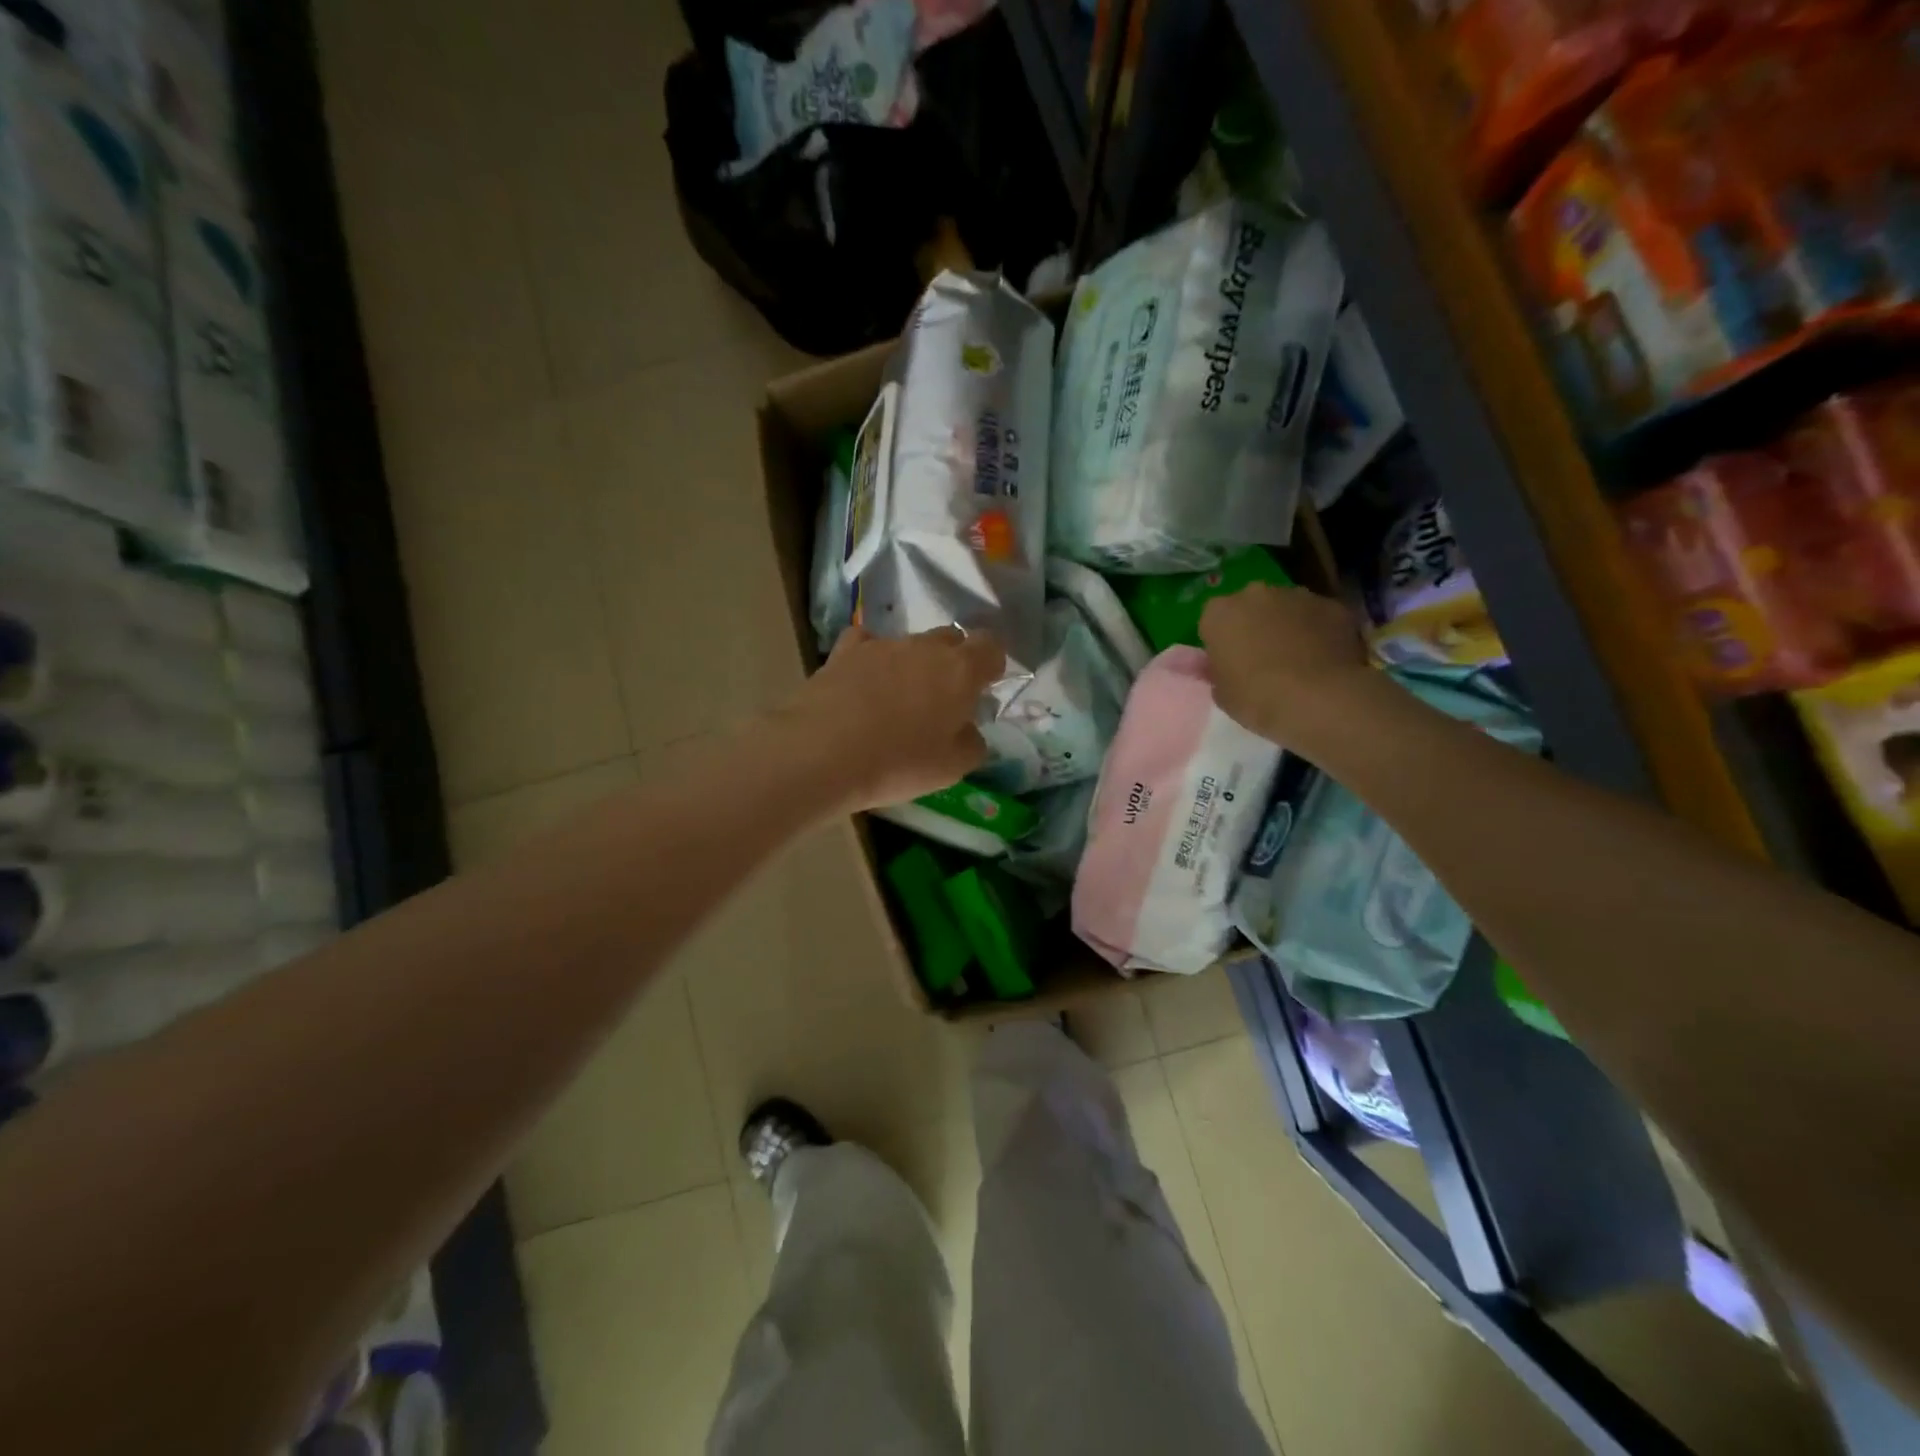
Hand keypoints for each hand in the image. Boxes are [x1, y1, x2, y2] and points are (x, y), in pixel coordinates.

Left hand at [781, 624, 1006, 810]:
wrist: (822, 753)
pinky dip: (872, 657)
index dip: (991, 663)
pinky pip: (866, 643)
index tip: (984, 686)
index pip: (990, 646)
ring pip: (909, 643)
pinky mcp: (844, 652)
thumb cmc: (899, 763)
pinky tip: (865, 679)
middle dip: (953, 661)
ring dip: (913, 663)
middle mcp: (925, 646)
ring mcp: (882, 644)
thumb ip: (972, 743)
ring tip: (899, 698)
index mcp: (961, 670)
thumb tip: (969, 730)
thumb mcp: (952, 767)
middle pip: (951, 639)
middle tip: (943, 698)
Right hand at [1200, 583, 1369, 742]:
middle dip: (1254, 625)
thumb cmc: (1256, 698)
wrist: (1318, 699)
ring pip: (1286, 608)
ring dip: (1287, 625)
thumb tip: (1223, 666)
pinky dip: (1319, 631)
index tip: (1229, 662)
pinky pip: (1318, 616)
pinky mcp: (1332, 605)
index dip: (1221, 642)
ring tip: (1298, 660)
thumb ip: (1218, 672)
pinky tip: (1324, 659)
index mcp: (1219, 613)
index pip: (1213, 621)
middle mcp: (1255, 594)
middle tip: (1262, 658)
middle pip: (1250, 607)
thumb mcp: (1221, 693)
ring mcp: (1297, 595)